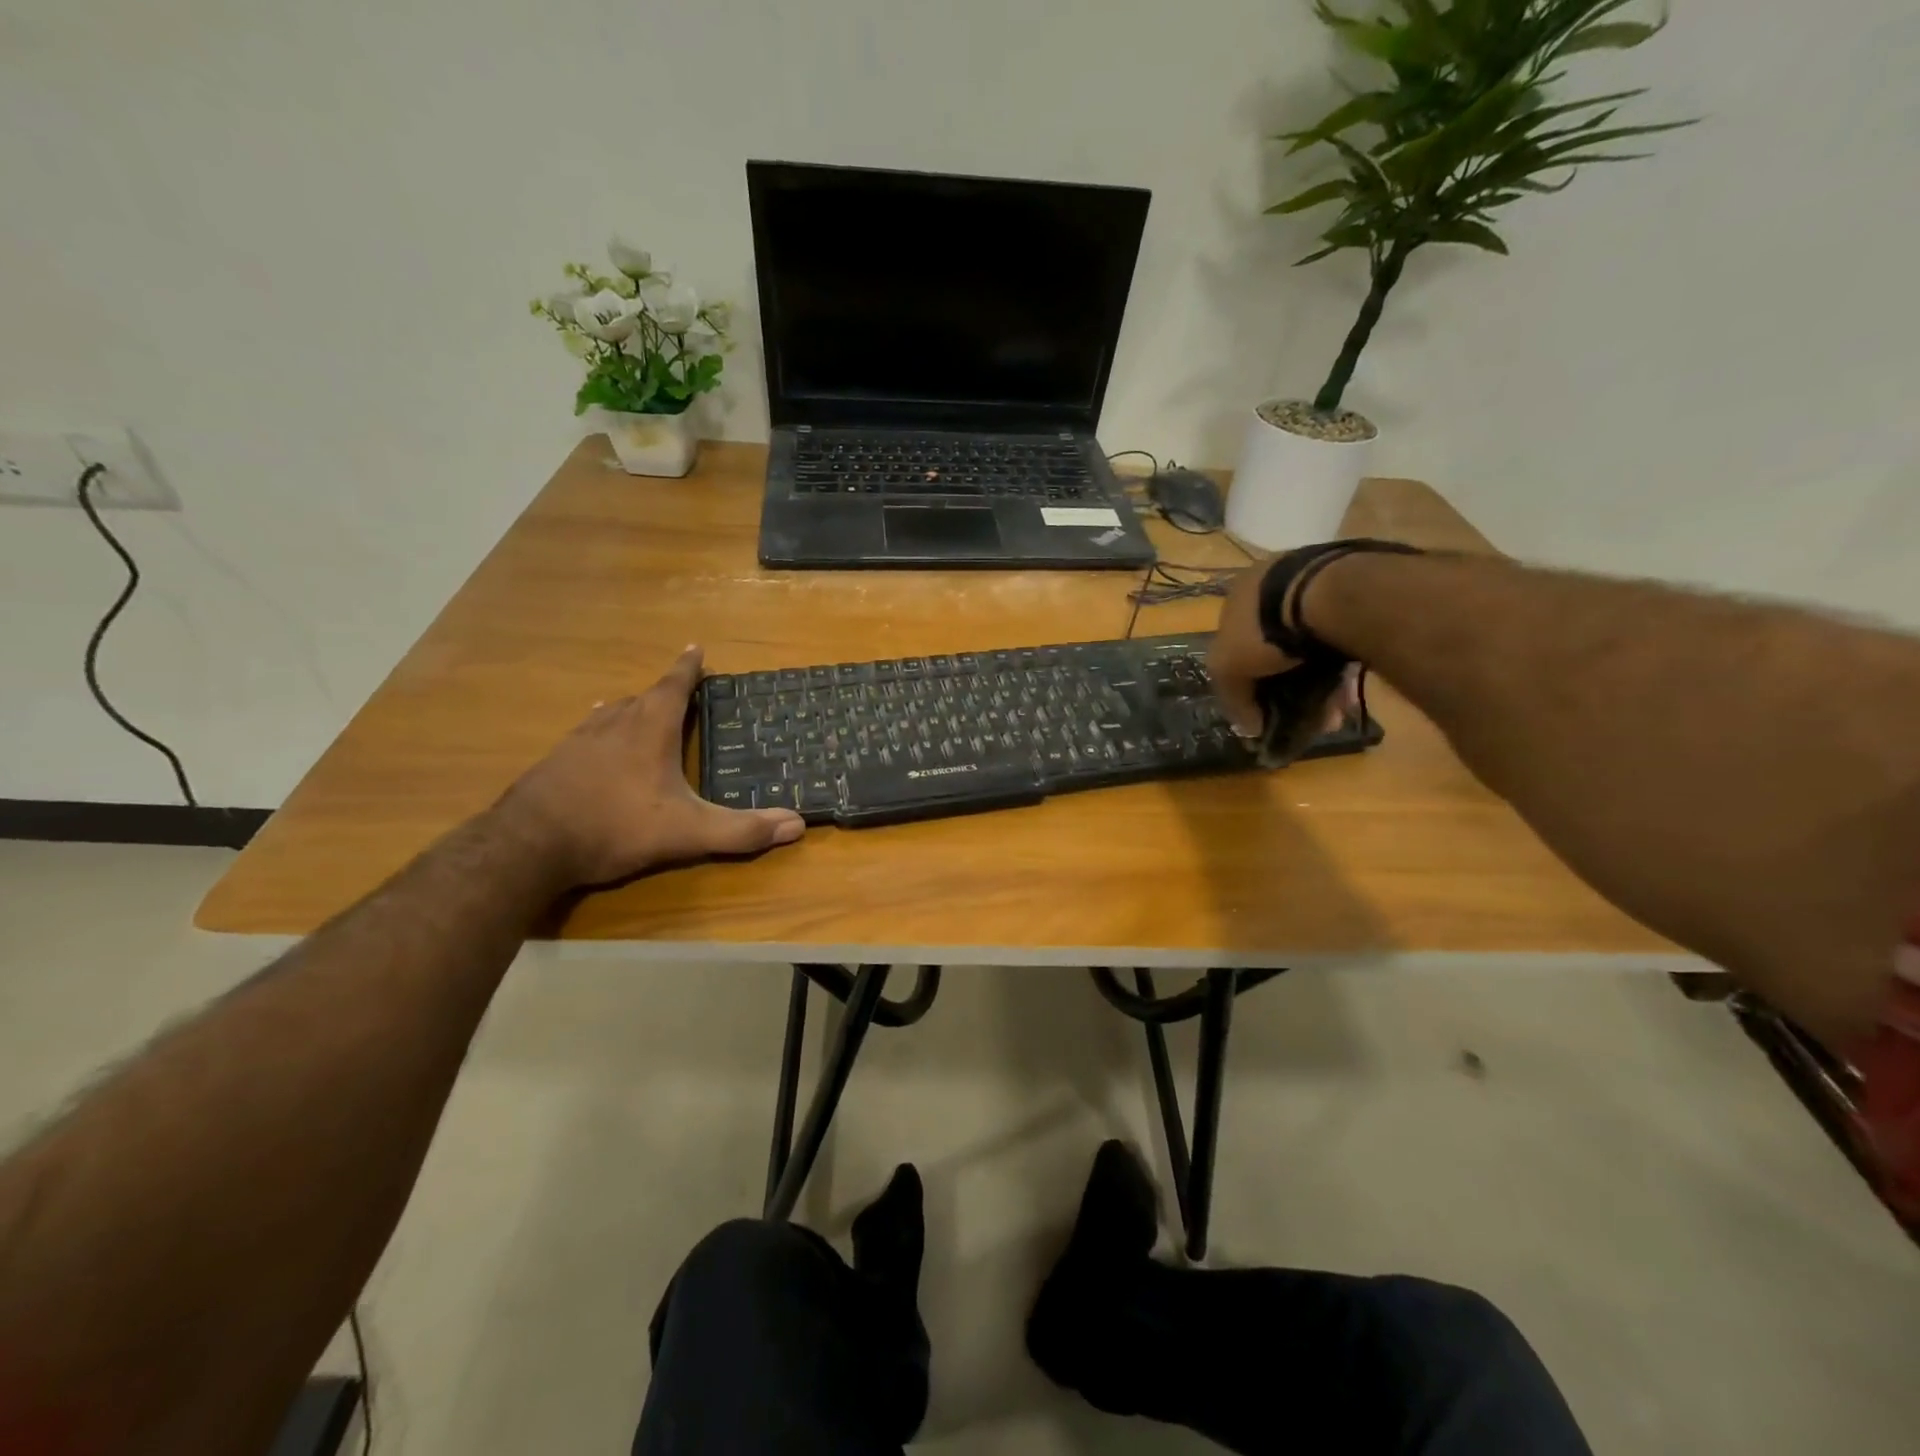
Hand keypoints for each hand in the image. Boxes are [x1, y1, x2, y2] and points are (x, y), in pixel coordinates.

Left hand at [500, 646, 804, 886]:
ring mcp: (578, 741)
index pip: (674, 687)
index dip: (688, 667)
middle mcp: (614, 724)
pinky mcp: (554, 762)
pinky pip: (586, 734)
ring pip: (611, 712)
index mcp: (649, 729)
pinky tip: (594, 743)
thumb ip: (741, 830)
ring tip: (638, 708)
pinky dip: (601, 731)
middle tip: (680, 689)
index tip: (696, 647)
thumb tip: (797, 824)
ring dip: (630, 707)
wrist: (529, 845)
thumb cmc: (616, 826)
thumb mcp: (688, 833)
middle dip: (664, 690)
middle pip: (642, 696)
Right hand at [1206, 562, 1357, 742]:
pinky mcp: (1354, 594)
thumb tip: (1250, 727)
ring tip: (1332, 713)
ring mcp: (1316, 584)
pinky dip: (1341, 668)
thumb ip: (1234, 699)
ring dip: (1319, 684)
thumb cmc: (1265, 628)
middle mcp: (1273, 584)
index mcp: (1238, 595)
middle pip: (1275, 648)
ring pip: (1311, 647)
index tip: (1262, 707)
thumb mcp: (1228, 668)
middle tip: (1303, 715)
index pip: (1233, 643)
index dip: (1245, 680)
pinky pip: (1341, 640)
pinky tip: (1348, 695)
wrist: (1330, 595)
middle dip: (1287, 686)